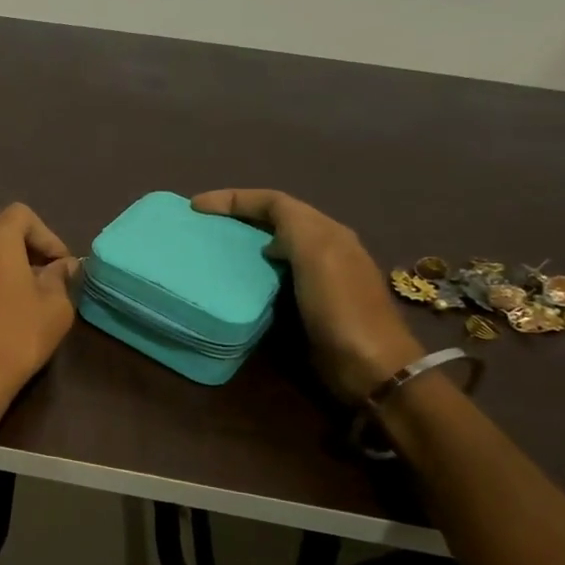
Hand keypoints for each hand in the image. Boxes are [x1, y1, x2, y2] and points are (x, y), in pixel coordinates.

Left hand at [0, 203, 79, 416]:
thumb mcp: (55, 305)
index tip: (61, 265)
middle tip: (49, 273)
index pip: (23, 215)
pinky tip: (9, 304)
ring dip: (10, 260)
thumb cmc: (17, 334)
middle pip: (2, 228)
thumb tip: (62, 266)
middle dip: (28, 245)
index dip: (48, 236)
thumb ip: (61, 278)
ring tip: (32, 290)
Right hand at [192, 189, 421, 401]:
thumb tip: (265, 236)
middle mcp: (323, 248)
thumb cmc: (339, 308)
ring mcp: (317, 277)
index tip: (196, 206)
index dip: (234, 198)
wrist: (368, 366)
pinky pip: (272, 276)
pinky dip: (250, 271)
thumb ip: (292, 228)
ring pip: (272, 246)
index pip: (274, 202)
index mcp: (325, 231)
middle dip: (236, 215)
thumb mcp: (317, 255)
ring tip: (210, 249)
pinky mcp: (307, 304)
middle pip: (274, 220)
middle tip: (200, 224)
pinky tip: (233, 282)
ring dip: (242, 243)